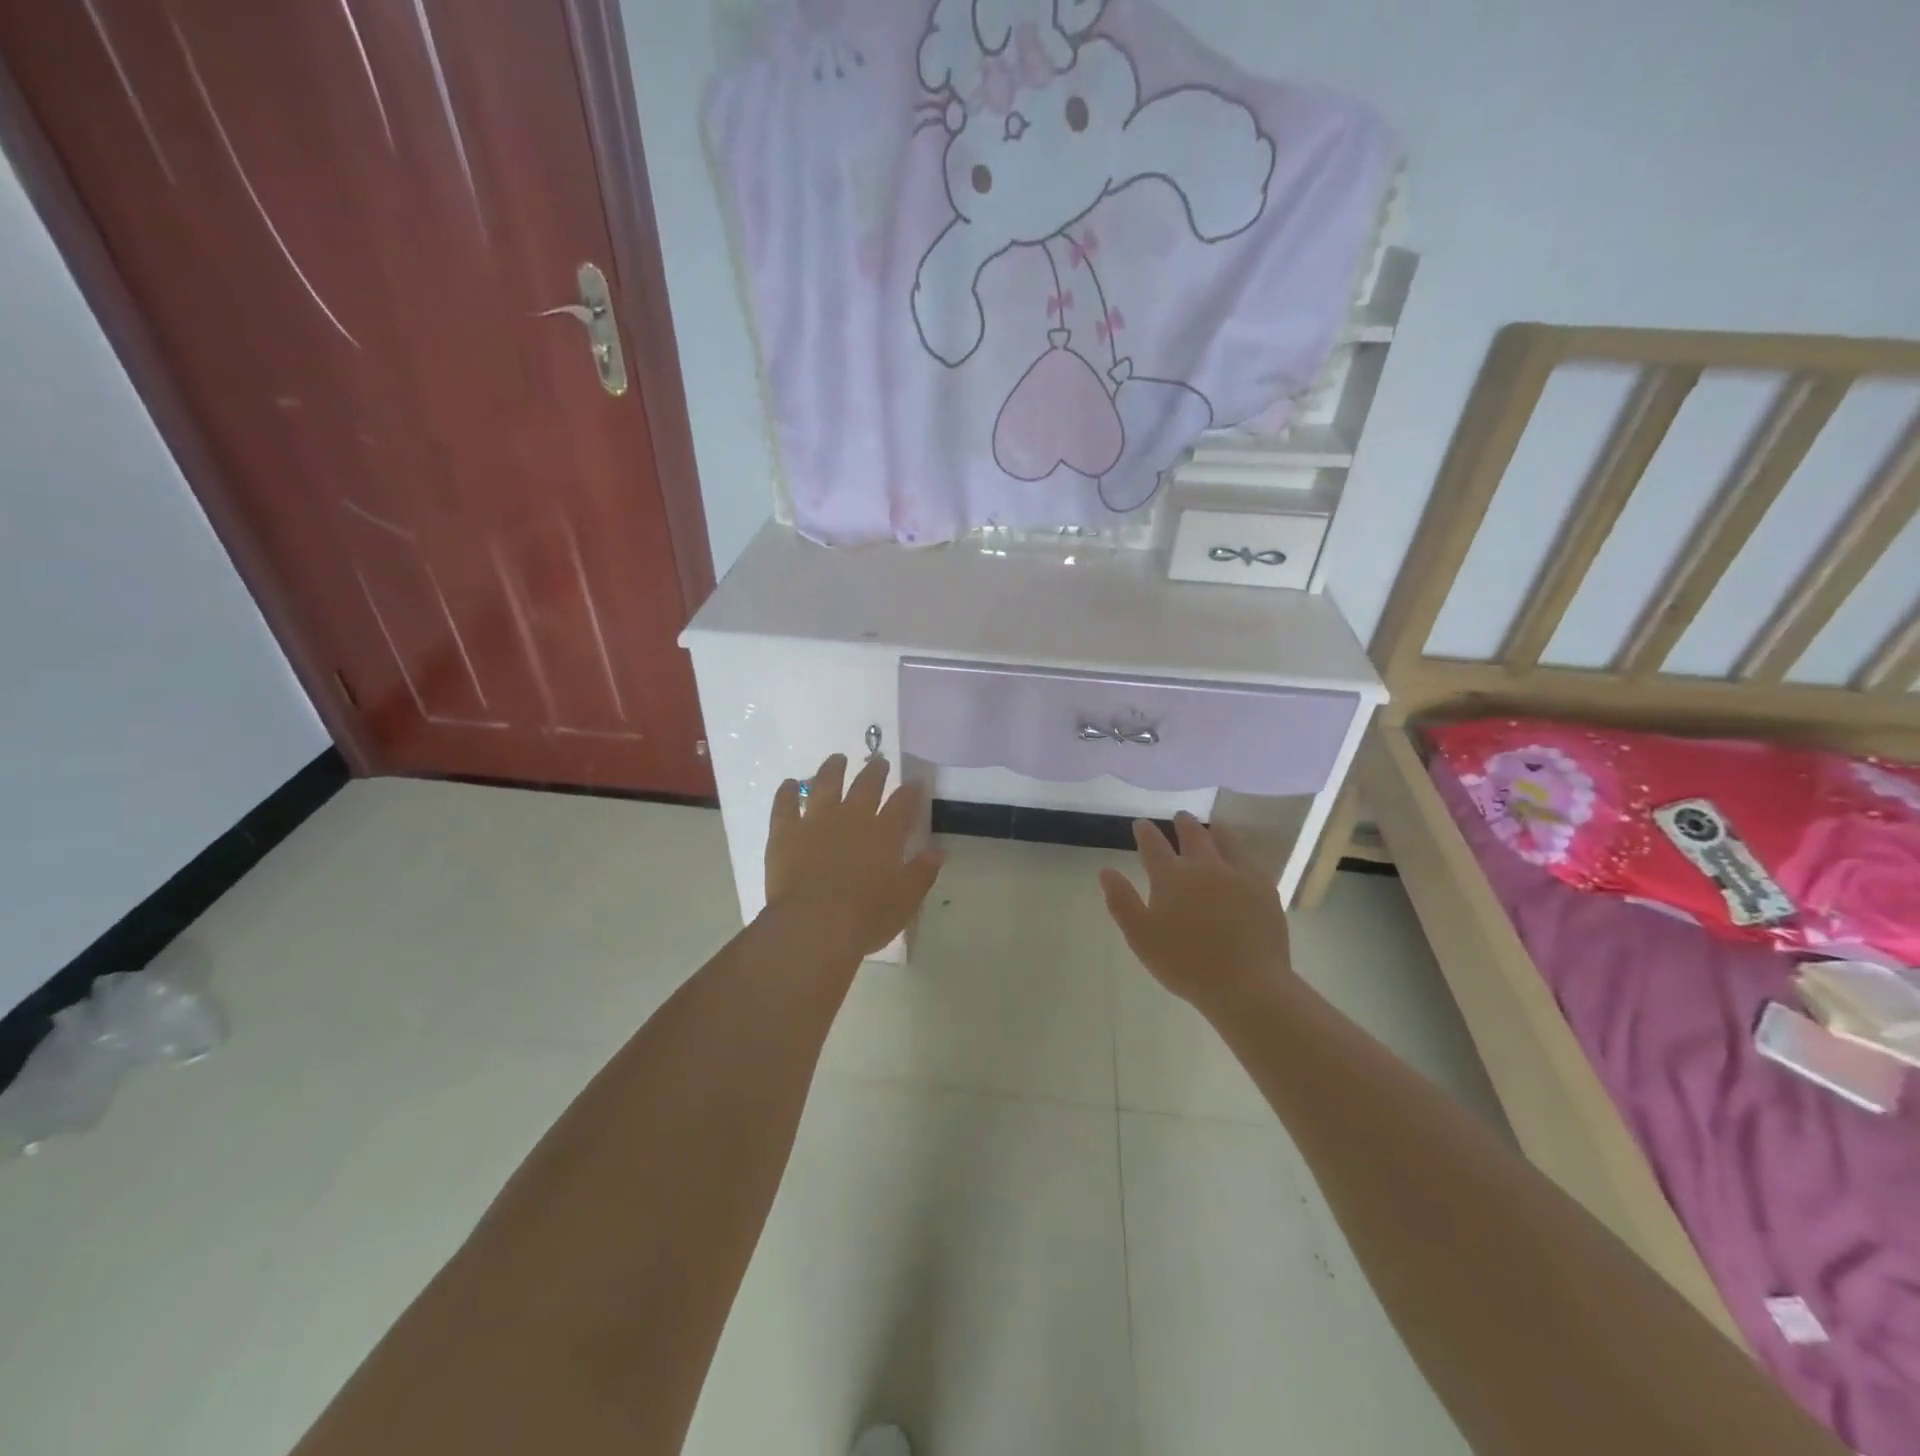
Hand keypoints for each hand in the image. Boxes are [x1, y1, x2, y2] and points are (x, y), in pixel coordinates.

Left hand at [766, 754, 945, 959]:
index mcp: (885, 833)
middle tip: (879, 762)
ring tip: (837, 759)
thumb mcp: (905, 900)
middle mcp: (852, 818)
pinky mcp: (785, 832)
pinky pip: (785, 804)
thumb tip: (938, 851)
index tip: (916, 780)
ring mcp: (816, 821)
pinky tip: (790, 783)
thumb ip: (922, 872)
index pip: (904, 803)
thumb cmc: (866, 918)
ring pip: (825, 784)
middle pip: (866, 785)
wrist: (813, 925)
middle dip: (875, 771)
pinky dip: (787, 791)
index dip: (911, 791)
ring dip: (833, 769)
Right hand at [1099, 813, 1292, 1012]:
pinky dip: (1240, 852)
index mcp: (1171, 876)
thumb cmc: (1185, 963)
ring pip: (1225, 840)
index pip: (1153, 845)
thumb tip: (1106, 871)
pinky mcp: (1264, 889)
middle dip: (1182, 824)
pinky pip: (1250, 860)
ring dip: (1215, 830)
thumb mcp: (1141, 936)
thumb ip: (1122, 901)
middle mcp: (1204, 866)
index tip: (1141, 823)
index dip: (1145, 832)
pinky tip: (1241, 859)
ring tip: (1213, 826)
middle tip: (1179, 816)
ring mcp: (1238, 874)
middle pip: (1192, 835)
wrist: (1246, 983)